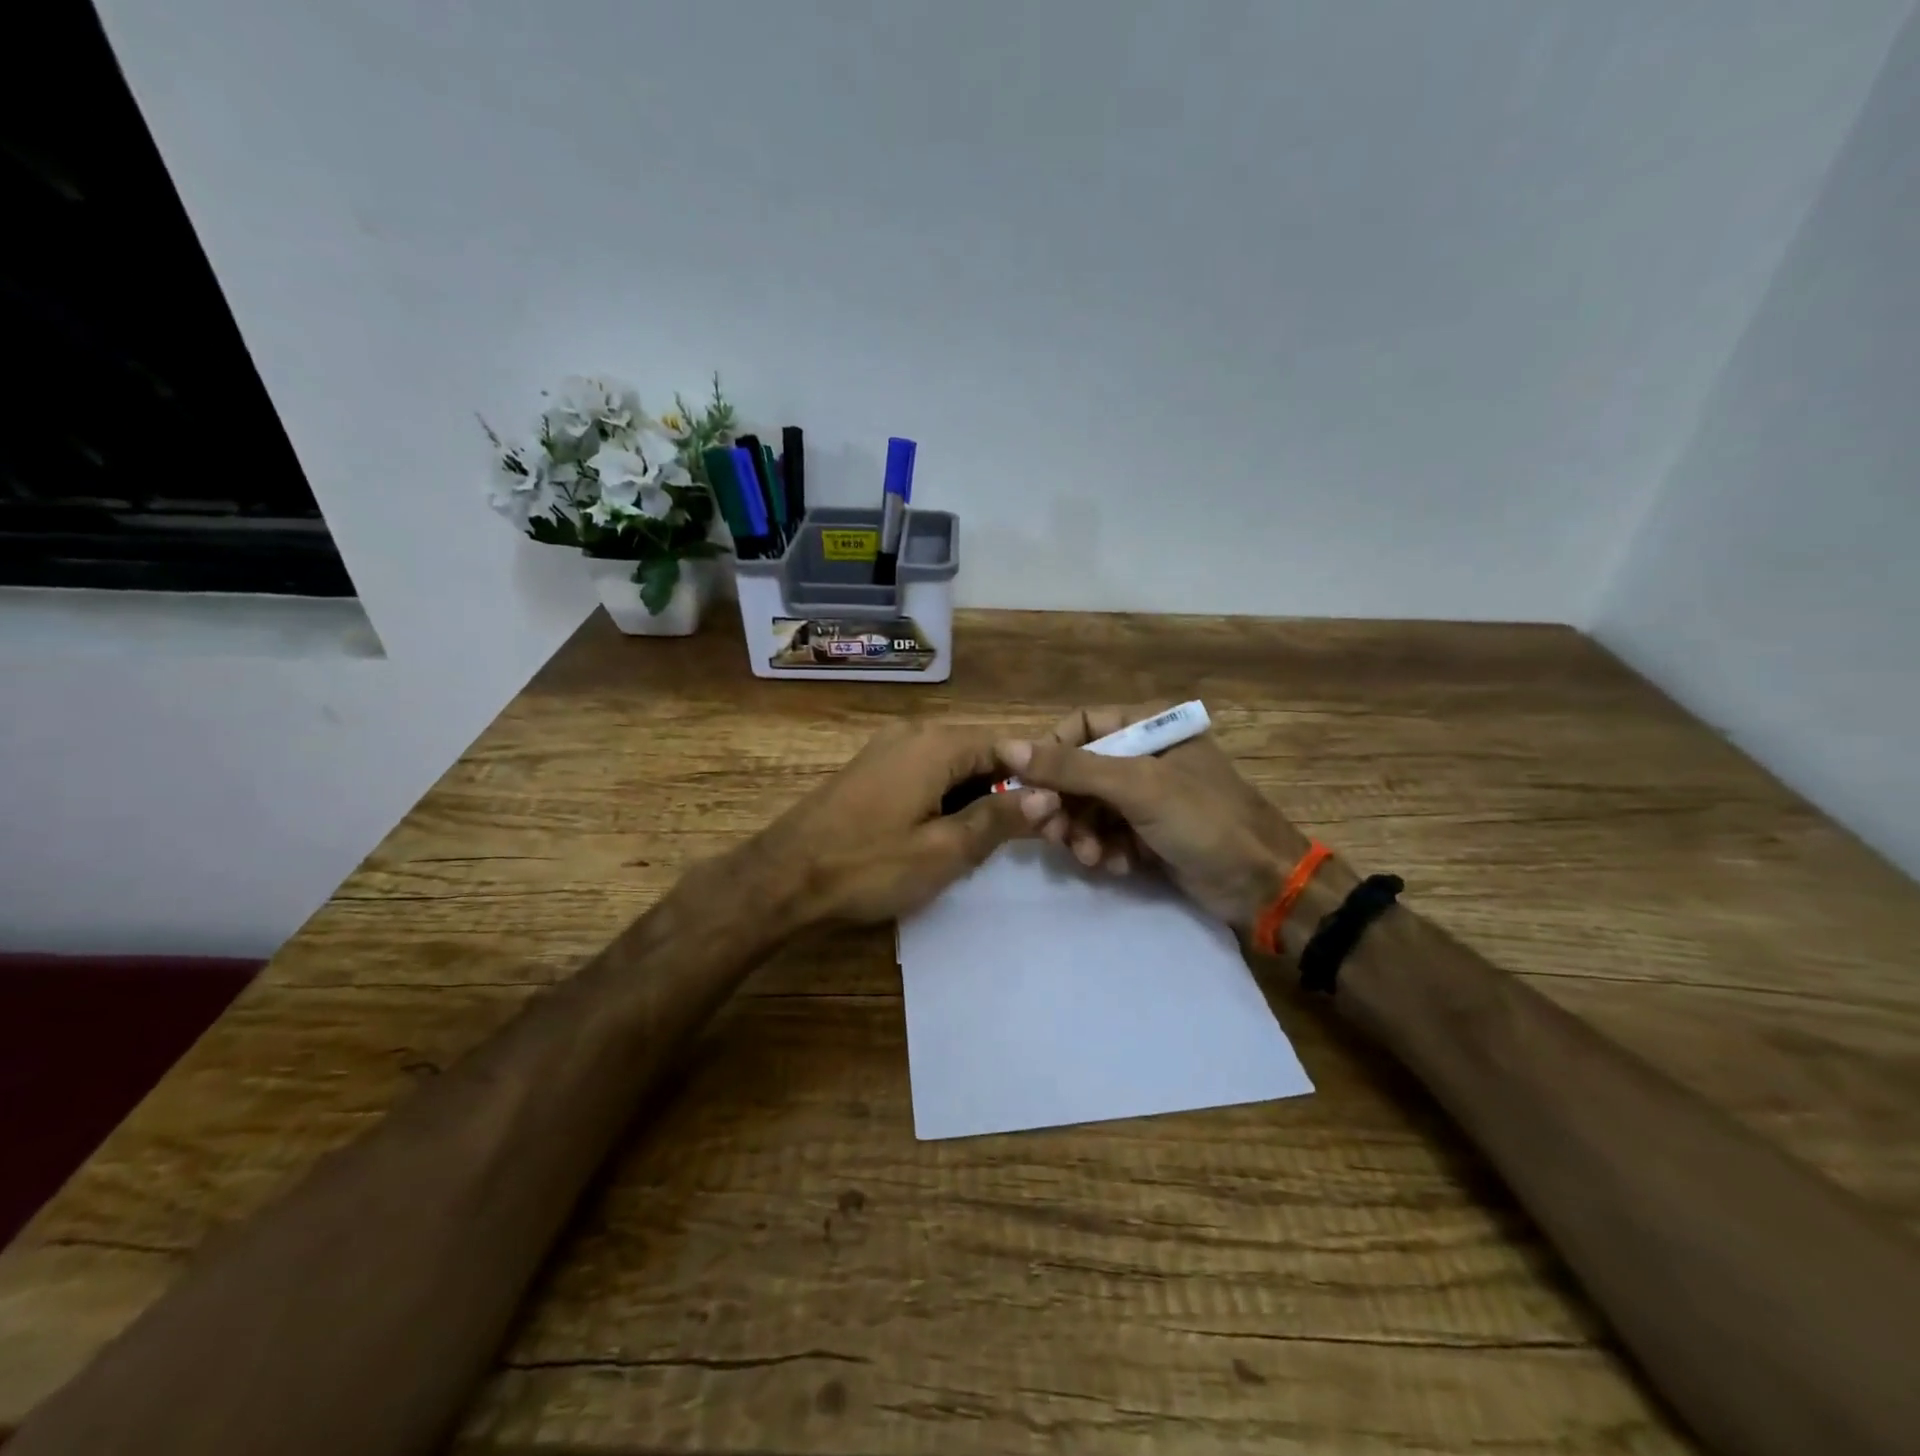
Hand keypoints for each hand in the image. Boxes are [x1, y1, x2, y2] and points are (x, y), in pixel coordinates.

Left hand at [766, 719, 1053, 924]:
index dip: (1037, 778)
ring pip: (953, 767)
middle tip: (1027, 837)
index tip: (1057, 814)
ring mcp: (888, 749)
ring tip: (988, 842)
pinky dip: (946, 799)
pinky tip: (946, 834)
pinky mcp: (871, 770)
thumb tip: (1047, 796)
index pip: (1009, 746)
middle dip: (1006, 791)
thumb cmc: (869, 865)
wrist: (783, 877)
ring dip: (976, 798)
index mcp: (937, 744)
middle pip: (980, 754)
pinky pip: (926, 775)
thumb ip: (999, 819)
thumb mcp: (944, 850)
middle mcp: (914, 733)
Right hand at [996, 704, 1313, 929]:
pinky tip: (1114, 866)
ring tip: (1088, 855)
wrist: (1262, 884)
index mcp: (1148, 727)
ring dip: (1079, 831)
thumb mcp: (1136, 787)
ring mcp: (1146, 798)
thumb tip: (1005, 746)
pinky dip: (1102, 850)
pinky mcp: (1147, 834)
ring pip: (1086, 807)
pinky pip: (1105, 834)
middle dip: (1061, 802)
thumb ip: (1070, 767)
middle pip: (1077, 771)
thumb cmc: (1204, 820)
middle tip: (1047, 828)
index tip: (1027, 784)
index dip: (1049, 752)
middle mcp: (1144, 756)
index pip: (1080, 726)